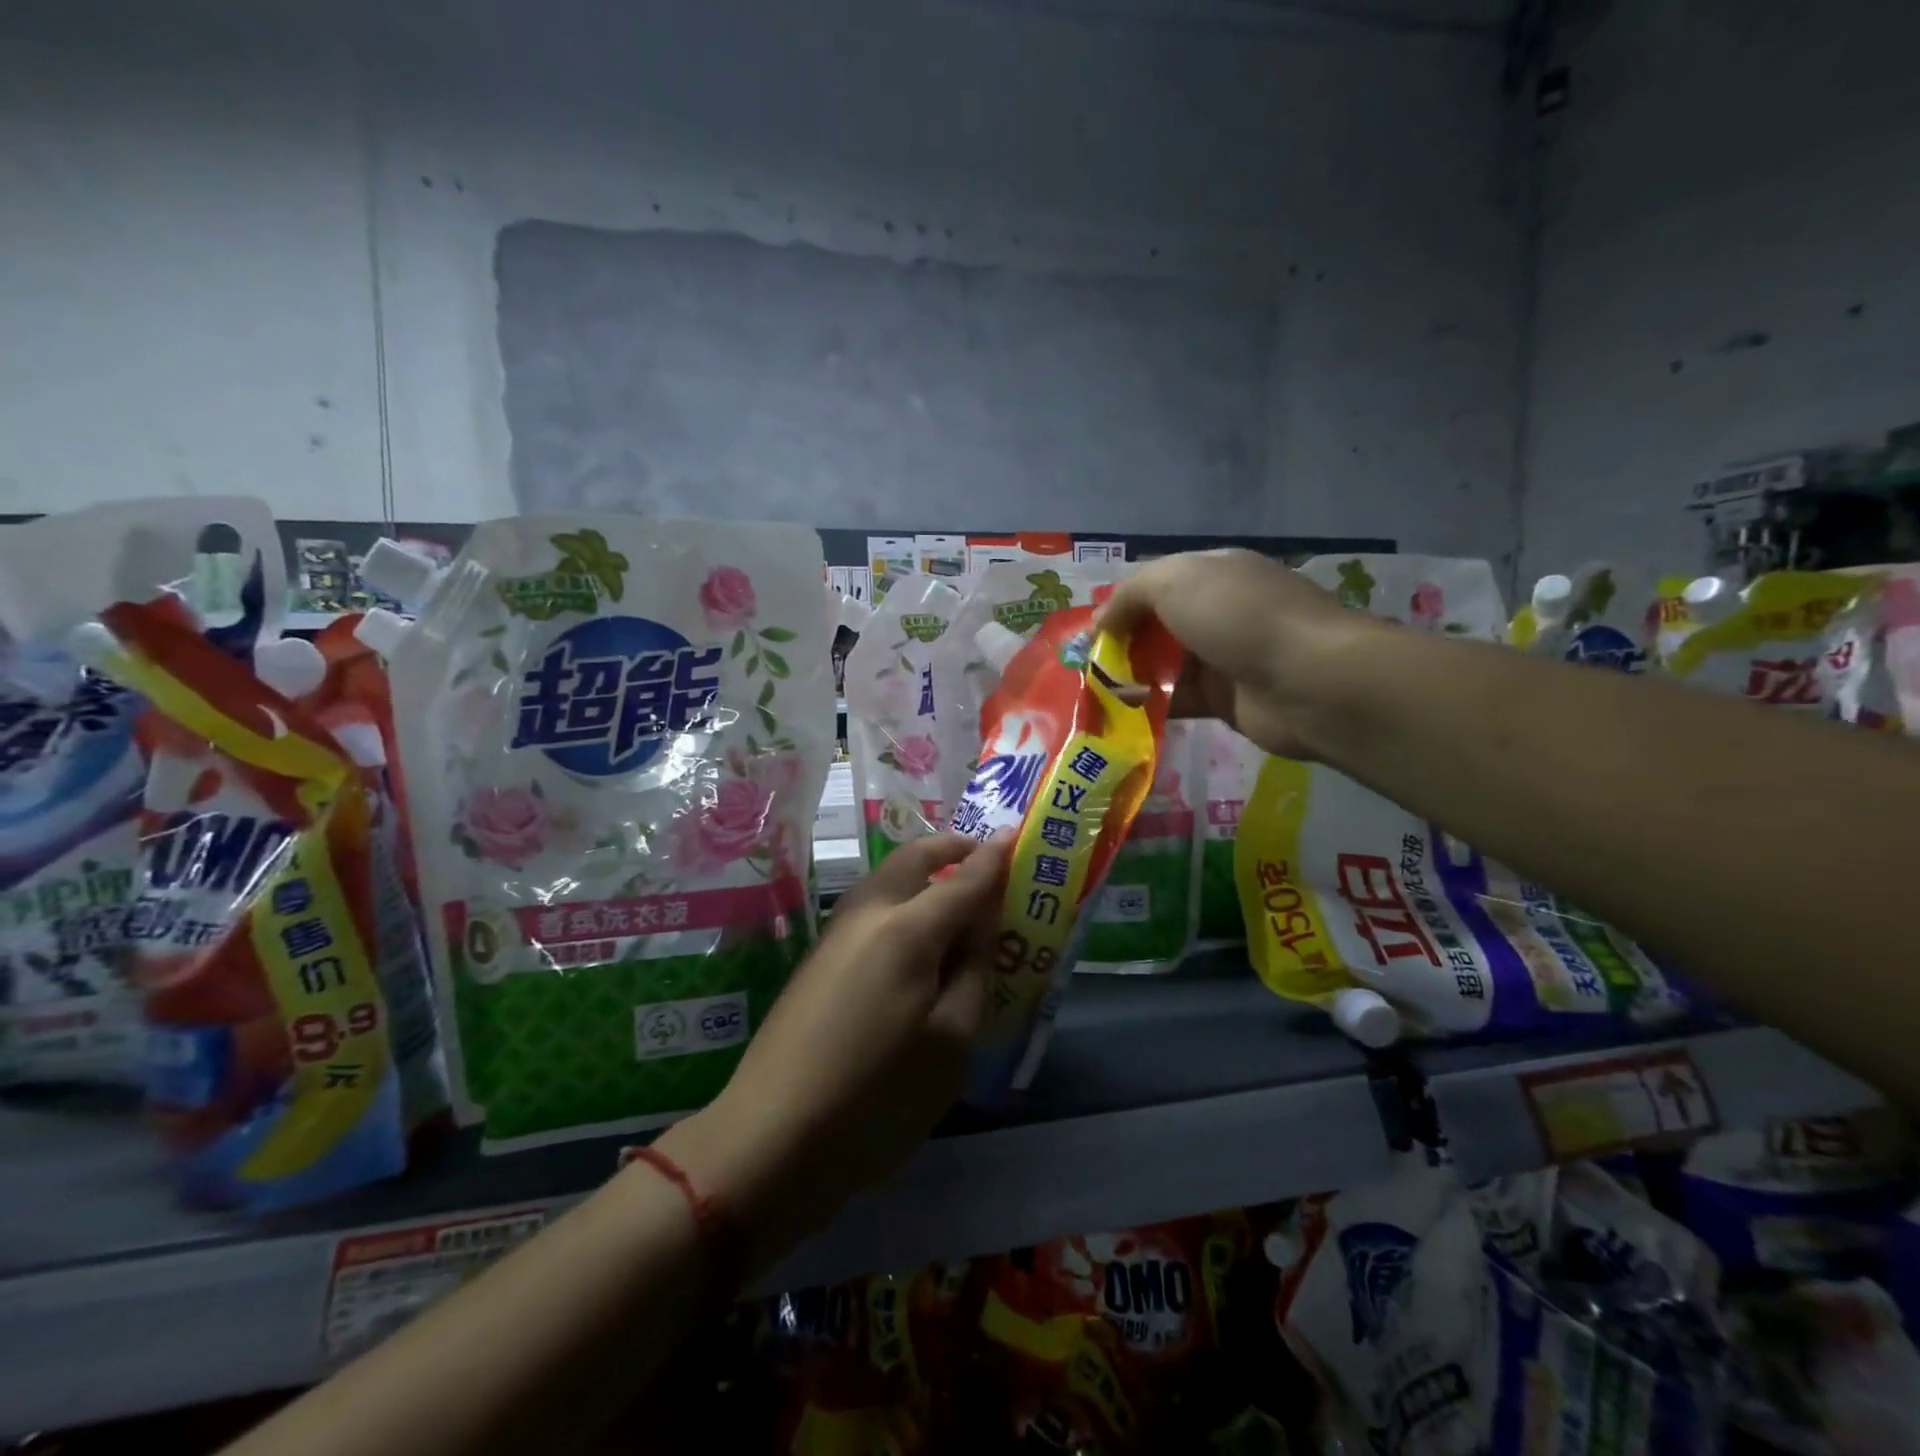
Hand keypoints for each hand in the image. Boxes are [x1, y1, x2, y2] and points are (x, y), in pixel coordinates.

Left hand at [660, 833, 1009, 1273]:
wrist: (770, 1139)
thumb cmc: (876, 1098)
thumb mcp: (950, 1042)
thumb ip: (973, 970)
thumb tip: (982, 922)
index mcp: (907, 930)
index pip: (964, 878)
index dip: (994, 857)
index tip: (1017, 835)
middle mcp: (867, 915)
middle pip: (913, 859)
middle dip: (951, 849)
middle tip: (984, 861)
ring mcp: (835, 935)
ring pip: (886, 879)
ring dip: (923, 873)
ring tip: (956, 898)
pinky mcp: (817, 960)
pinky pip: (870, 908)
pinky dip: (902, 901)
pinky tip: (917, 939)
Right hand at [1097, 549, 1378, 759]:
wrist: (1309, 681)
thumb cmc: (1240, 617)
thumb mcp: (1176, 582)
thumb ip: (1130, 595)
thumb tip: (1099, 623)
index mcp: (1213, 574)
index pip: (1156, 584)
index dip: (1121, 605)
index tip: (1089, 633)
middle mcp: (1219, 612)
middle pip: (1158, 627)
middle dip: (1121, 644)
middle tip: (1085, 668)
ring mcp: (1224, 658)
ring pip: (1165, 666)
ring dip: (1130, 678)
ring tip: (1092, 695)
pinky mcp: (1226, 701)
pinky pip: (1178, 701)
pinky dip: (1150, 707)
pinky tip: (1120, 715)